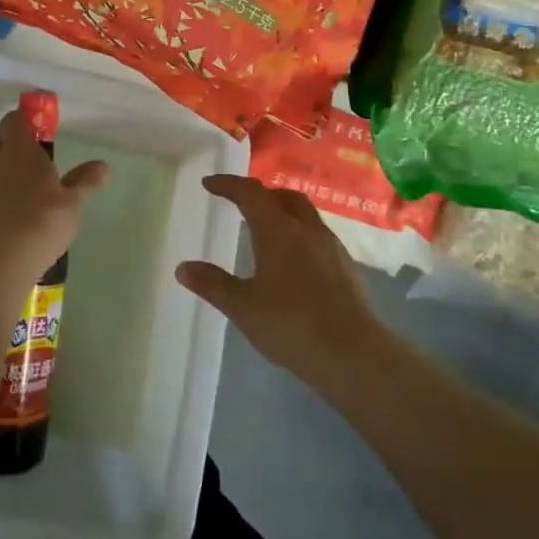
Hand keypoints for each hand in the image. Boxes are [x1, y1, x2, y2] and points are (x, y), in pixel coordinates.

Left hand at [0, 110, 106, 285]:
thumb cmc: (41, 222)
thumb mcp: (72, 204)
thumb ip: (84, 182)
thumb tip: (102, 165)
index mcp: (19, 150)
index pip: (15, 120)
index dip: (24, 118)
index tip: (36, 124)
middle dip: (11, 149)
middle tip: (32, 164)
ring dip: (2, 174)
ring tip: (24, 194)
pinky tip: (11, 217)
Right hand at [177, 174, 385, 396]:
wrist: (355, 355)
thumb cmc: (292, 326)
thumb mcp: (244, 308)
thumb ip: (213, 285)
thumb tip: (183, 268)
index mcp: (279, 231)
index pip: (250, 193)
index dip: (228, 185)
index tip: (209, 183)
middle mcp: (307, 230)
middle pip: (283, 196)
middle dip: (260, 194)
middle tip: (240, 203)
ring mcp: (331, 248)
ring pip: (305, 215)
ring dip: (282, 213)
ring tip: (265, 231)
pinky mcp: (346, 267)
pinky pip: (318, 236)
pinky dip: (299, 235)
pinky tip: (293, 262)